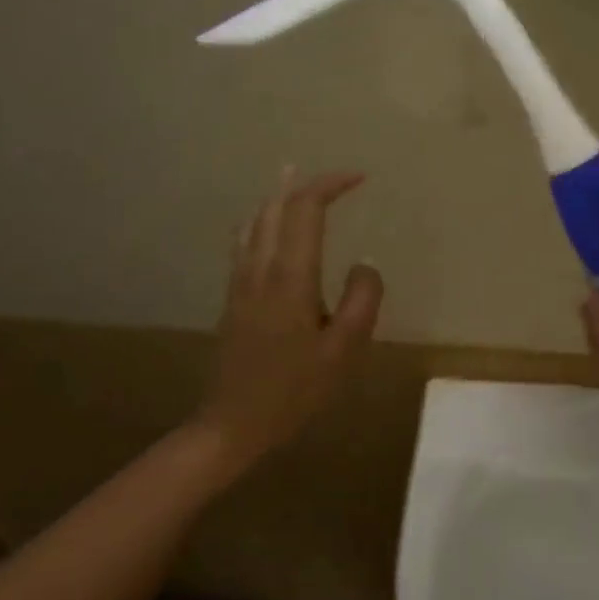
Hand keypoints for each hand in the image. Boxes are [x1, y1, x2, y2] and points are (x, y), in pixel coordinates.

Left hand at [198, 169, 383, 473]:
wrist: (233, 422)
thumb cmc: (294, 390)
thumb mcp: (344, 350)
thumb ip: (362, 300)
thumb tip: (365, 265)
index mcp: (291, 276)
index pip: (306, 209)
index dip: (330, 185)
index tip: (359, 179)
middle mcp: (261, 267)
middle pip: (276, 206)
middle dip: (304, 183)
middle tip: (333, 177)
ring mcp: (241, 281)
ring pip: (255, 220)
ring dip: (279, 197)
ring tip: (294, 182)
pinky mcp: (233, 296)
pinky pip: (245, 241)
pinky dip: (262, 220)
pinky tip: (266, 228)